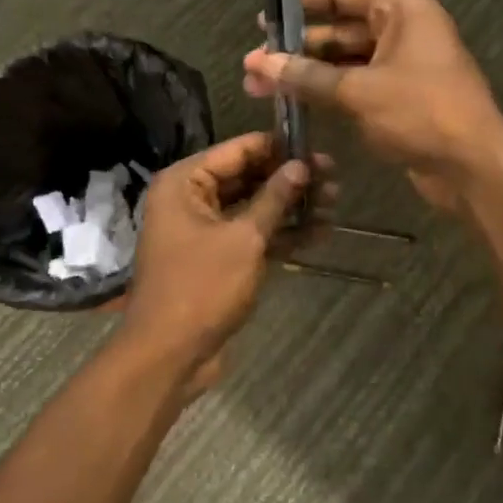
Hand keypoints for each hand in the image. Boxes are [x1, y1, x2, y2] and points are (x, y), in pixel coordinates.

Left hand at [120, 131, 319, 395]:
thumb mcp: (244, 239)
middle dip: (290, 179)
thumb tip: (302, 165)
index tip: (316, 146)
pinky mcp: (218, 258)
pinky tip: (319, 232)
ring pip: (254, 207)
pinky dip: (281, 234)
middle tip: (333, 177)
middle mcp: (191, 199)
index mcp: (185, 182)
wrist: (168, 356)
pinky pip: (252, 235)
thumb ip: (274, 198)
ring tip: (334, 203)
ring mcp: (205, 230)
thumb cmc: (201, 287)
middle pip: (247, 177)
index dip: (277, 147)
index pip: (237, 150)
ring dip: (291, 207)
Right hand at [243, 0, 502, 213]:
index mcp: (401, 8)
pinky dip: (327, 91)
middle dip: (297, 47)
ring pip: (345, 60)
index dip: (301, 3)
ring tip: (260, 87)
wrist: (474, 167)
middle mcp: (402, 28)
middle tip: (253, 65)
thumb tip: (259, 62)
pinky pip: (356, 84)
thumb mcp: (359, 91)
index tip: (264, 21)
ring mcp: (402, 64)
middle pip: (339, 28)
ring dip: (307, 72)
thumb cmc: (421, 112)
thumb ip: (306, 76)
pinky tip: (293, 104)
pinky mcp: (400, 96)